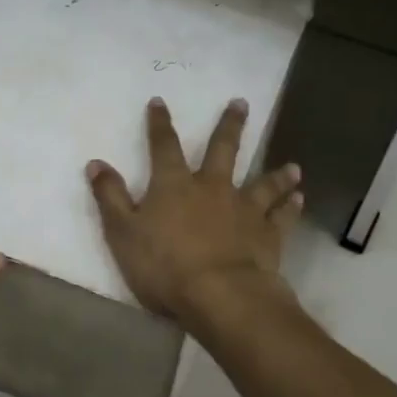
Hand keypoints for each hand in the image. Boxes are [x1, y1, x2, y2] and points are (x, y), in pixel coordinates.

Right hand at [86, 96, 303, 324]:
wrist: (220, 295)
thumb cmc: (164, 266)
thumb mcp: (122, 233)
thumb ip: (110, 197)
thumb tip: (96, 163)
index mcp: (174, 185)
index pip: (163, 146)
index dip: (159, 124)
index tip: (159, 102)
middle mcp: (213, 188)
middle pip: (223, 150)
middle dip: (230, 125)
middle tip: (241, 103)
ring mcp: (244, 210)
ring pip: (263, 183)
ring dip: (277, 173)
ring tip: (292, 166)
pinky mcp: (268, 235)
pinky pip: (282, 216)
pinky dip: (291, 206)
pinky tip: (299, 199)